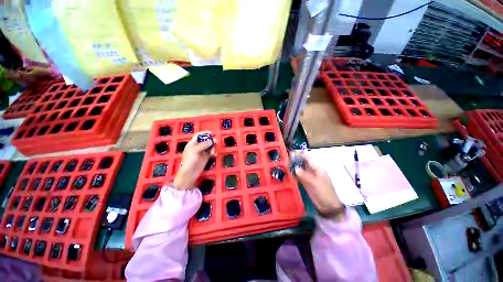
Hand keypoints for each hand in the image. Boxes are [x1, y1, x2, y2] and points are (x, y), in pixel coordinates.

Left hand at [172, 132, 215, 189]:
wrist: (189, 173)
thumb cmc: (189, 161)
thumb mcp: (195, 151)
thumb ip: (203, 145)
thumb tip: (211, 141)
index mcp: (192, 144)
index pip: (199, 135)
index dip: (205, 133)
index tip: (212, 133)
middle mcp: (197, 147)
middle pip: (206, 140)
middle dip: (211, 140)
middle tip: (215, 142)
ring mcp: (202, 152)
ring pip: (209, 146)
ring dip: (213, 147)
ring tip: (214, 152)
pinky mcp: (206, 157)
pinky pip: (211, 152)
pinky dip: (214, 152)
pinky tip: (214, 155)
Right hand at [290, 152, 344, 221]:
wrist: (328, 206)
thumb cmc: (324, 192)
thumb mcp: (315, 183)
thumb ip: (305, 175)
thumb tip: (295, 168)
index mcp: (316, 167)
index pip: (306, 157)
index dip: (298, 154)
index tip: (290, 154)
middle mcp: (311, 169)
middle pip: (301, 161)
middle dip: (294, 160)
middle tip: (285, 162)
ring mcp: (308, 175)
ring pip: (299, 168)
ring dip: (292, 167)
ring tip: (285, 168)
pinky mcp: (305, 181)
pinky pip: (298, 175)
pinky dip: (294, 174)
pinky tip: (289, 175)